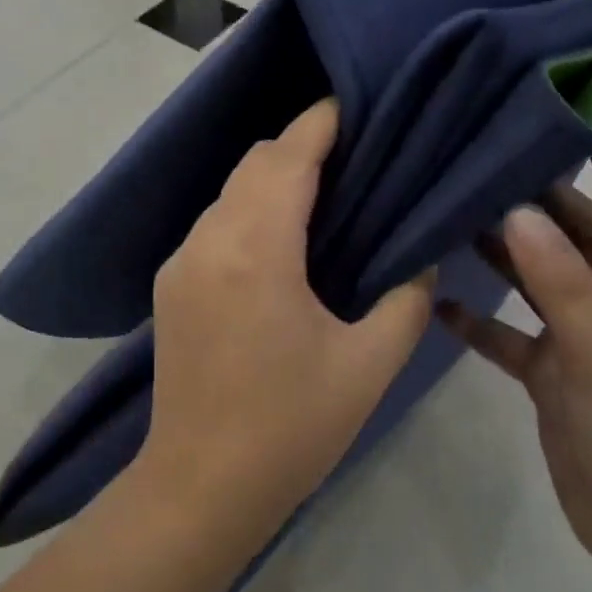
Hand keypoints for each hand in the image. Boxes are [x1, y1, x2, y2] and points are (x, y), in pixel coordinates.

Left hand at [138, 98, 436, 542]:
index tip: (353, 105)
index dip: (320, 123)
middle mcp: (209, 240)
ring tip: (324, 195)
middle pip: (254, 164)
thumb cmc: (290, 427)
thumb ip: (406, 299)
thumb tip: (421, 258)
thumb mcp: (368, 365)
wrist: (200, 486)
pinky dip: (249, 211)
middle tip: (353, 156)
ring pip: (230, 192)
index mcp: (256, 249)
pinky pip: (215, 224)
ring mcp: (181, 261)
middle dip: (300, 147)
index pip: (288, 158)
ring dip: (272, 180)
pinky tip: (281, 241)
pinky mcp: (170, 285)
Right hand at [438, 131, 591, 591]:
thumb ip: (561, 283)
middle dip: (539, 193)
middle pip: (579, 230)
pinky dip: (482, 317)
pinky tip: (440, 302)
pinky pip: (513, 332)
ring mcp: (585, 338)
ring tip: (449, 213)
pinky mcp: (556, 375)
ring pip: (540, 277)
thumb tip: (518, 211)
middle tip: (481, 154)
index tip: (569, 107)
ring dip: (503, 249)